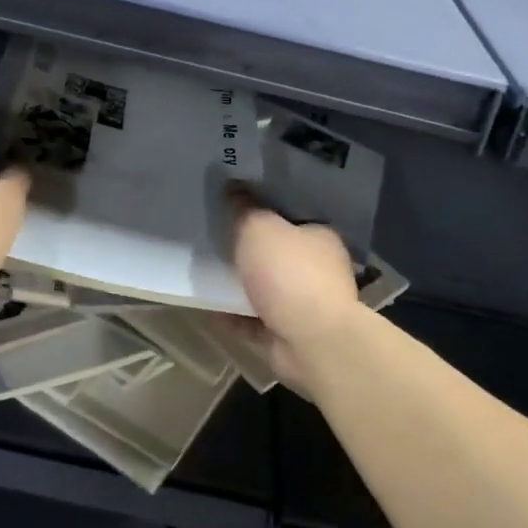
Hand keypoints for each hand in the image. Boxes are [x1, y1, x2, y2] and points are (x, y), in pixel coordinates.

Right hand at [223, 205, 362, 392]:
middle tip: (216, 239)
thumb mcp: (259, 229)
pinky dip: (233, 316)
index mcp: (320, 239)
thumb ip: (244, 208)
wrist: (311, 341)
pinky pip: (254, 321)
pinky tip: (207, 308)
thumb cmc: (290, 274)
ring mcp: (305, 307)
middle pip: (279, 255)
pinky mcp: (288, 336)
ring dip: (241, 285)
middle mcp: (319, 271)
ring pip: (267, 290)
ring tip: (207, 273)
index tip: (236, 208)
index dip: (265, 212)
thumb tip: (233, 186)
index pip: (293, 219)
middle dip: (251, 251)